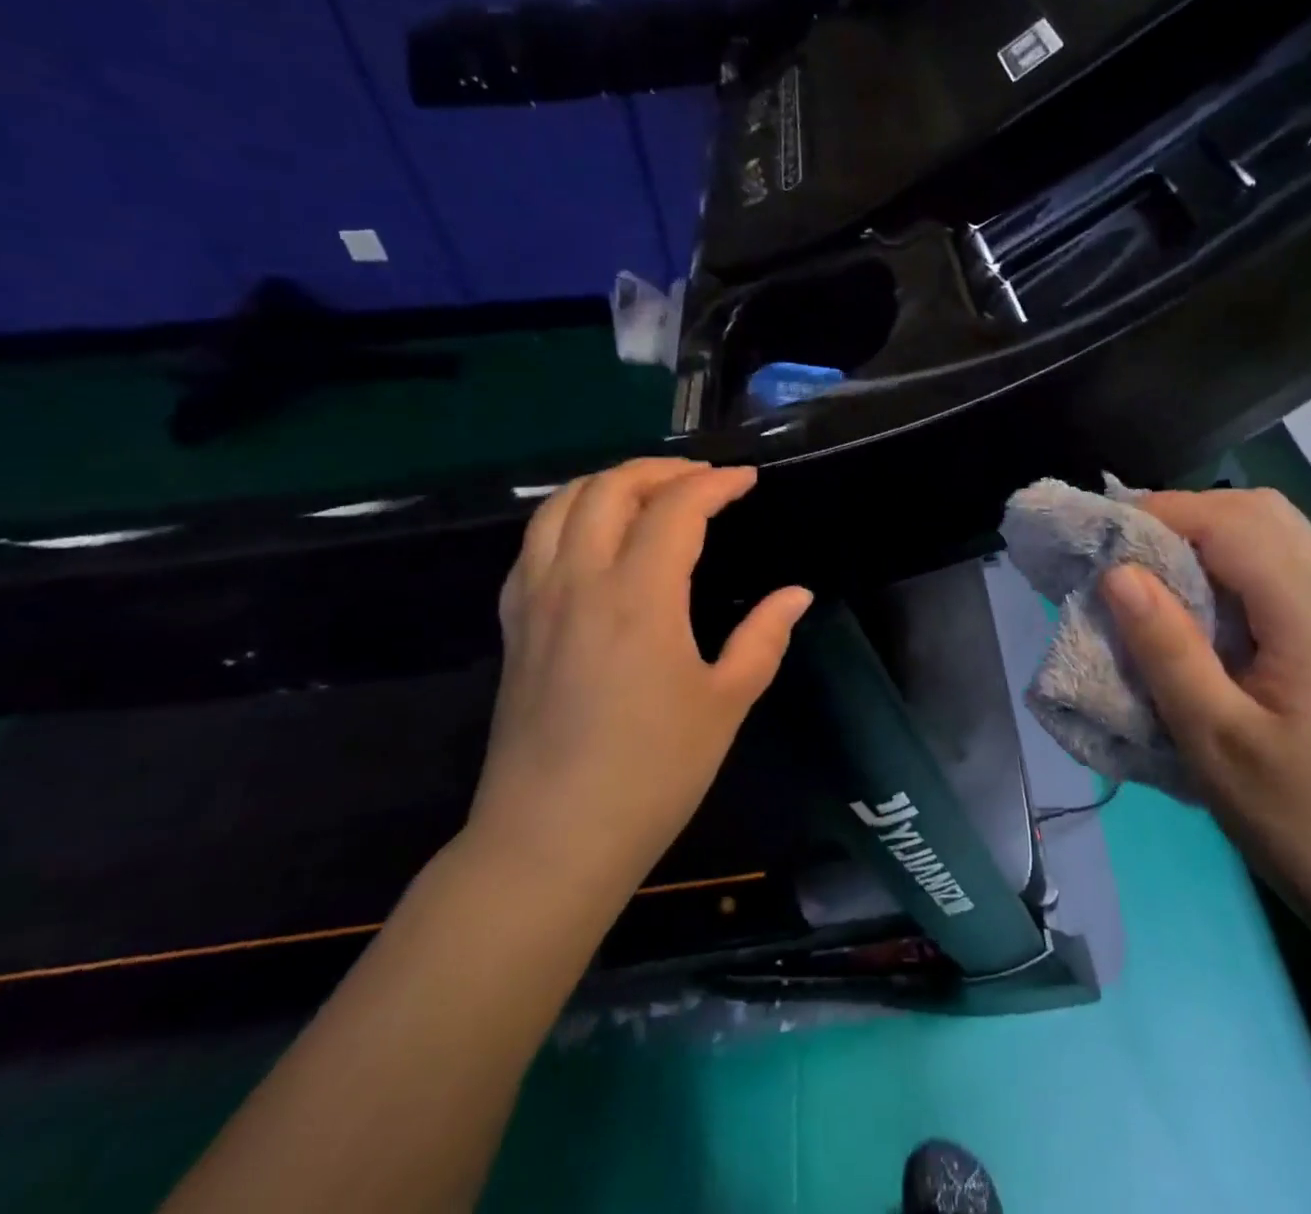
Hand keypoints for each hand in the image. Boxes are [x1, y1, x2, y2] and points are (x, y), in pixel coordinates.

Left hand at [464, 459, 812, 897]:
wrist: (550, 840)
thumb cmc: (652, 773)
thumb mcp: (726, 704)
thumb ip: (764, 638)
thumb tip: (796, 594)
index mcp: (639, 597)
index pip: (676, 509)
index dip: (716, 484)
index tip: (747, 481)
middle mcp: (580, 582)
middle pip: (609, 489)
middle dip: (660, 469)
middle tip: (702, 479)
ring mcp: (536, 601)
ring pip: (559, 506)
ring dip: (609, 483)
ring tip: (649, 492)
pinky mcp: (513, 626)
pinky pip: (534, 544)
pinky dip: (569, 517)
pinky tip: (594, 538)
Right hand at [1101, 489, 1310, 931]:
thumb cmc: (1299, 818)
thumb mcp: (1214, 739)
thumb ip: (1166, 648)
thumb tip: (1118, 572)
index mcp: (1308, 613)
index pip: (1230, 522)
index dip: (1161, 513)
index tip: (1102, 535)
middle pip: (1259, 510)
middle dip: (1185, 513)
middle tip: (1126, 550)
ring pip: (1275, 531)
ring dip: (1210, 532)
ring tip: (1155, 570)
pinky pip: (1282, 566)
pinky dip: (1232, 559)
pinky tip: (1200, 605)